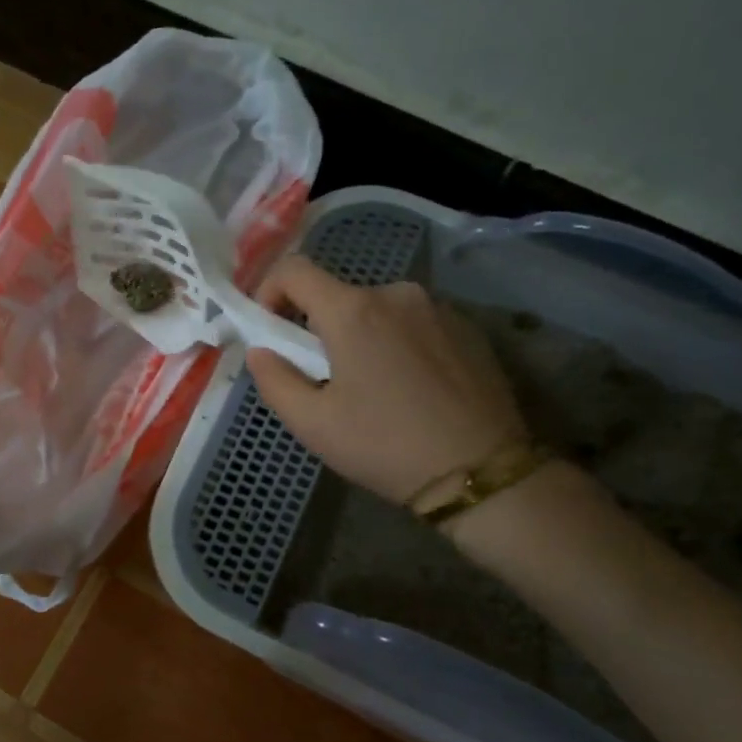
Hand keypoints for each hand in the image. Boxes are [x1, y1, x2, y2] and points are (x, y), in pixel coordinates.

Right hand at [245, 256, 525, 503]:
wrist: (481, 471)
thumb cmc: (385, 446)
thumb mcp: (313, 424)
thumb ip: (274, 380)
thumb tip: (260, 351)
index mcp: (353, 311)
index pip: (294, 270)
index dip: (269, 291)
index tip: (270, 330)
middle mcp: (396, 294)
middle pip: (338, 294)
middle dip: (319, 326)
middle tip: (322, 377)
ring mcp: (438, 308)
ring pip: (378, 310)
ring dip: (361, 335)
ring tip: (371, 388)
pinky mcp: (468, 328)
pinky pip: (414, 323)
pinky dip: (398, 343)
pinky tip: (410, 388)